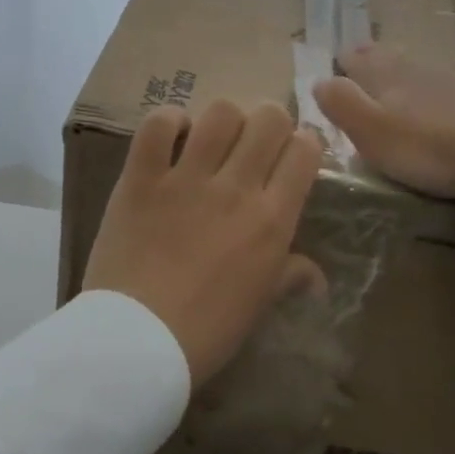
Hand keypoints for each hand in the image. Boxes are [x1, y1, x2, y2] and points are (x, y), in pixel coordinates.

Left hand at [84, 100, 325, 388]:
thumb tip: (315, 276)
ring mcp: (186, 179)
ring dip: (224, 119)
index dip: (304, 143)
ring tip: (214, 139)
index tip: (293, 153)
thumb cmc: (207, 331)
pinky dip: (168, 121)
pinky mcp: (141, 178)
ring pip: (220, 113)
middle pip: (268, 119)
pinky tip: (172, 136)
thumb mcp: (259, 305)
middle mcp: (236, 188)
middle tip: (255, 143)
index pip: (305, 151)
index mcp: (272, 219)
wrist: (138, 340)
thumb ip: (289, 277)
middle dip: (270, 121)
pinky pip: (157, 126)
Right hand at [313, 44, 454, 199]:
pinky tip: (441, 101)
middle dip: (371, 62)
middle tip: (360, 68)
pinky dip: (435, 90)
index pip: (355, 58)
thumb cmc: (428, 145)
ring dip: (403, 74)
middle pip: (388, 57)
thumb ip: (341, 104)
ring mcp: (454, 79)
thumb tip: (319, 80)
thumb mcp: (371, 131)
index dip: (342, 63)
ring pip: (418, 69)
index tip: (334, 69)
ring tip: (395, 85)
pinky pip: (447, 86)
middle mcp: (417, 68)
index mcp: (385, 74)